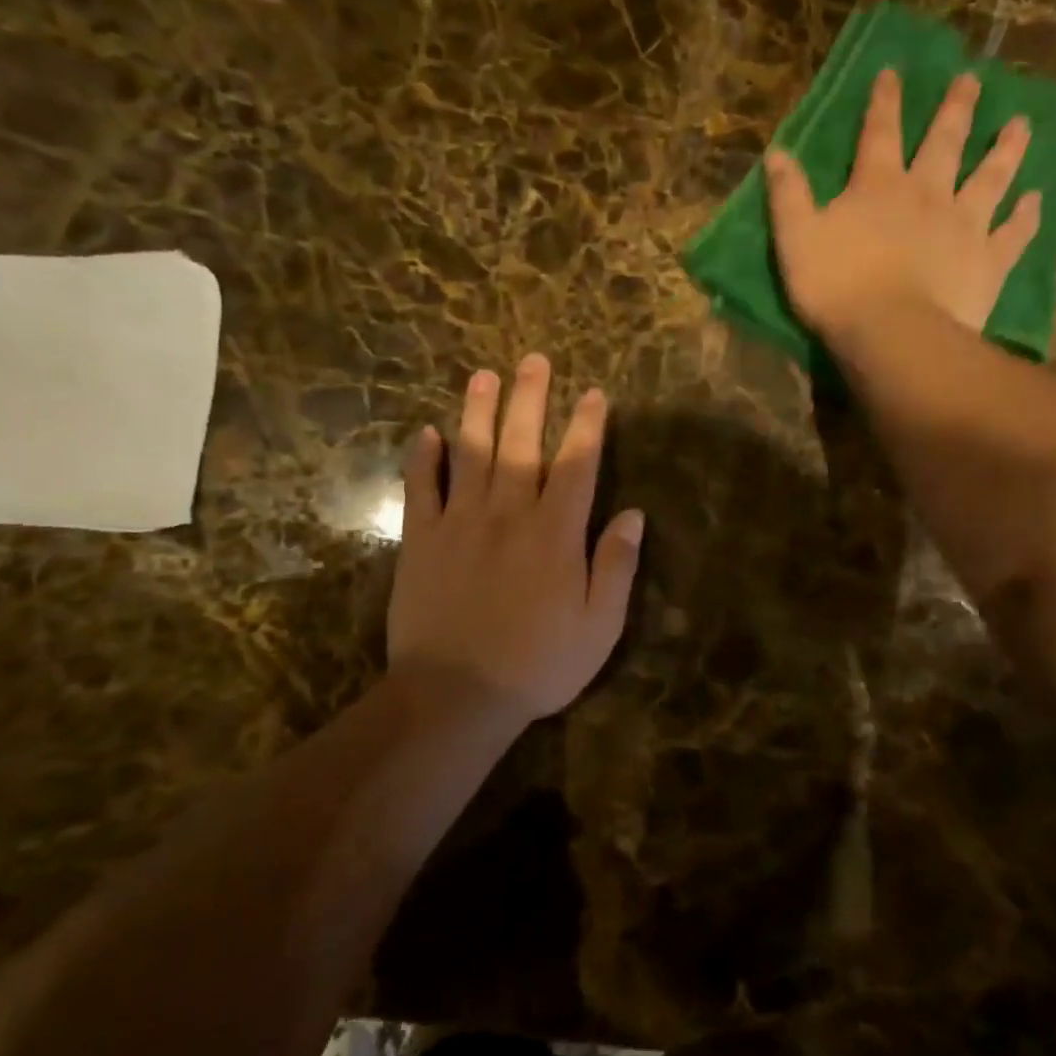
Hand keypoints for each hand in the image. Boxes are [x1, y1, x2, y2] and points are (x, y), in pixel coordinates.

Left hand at [387, 354, 643, 723]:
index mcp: (555, 533)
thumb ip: (616, 565)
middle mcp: (509, 513)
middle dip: (531, 399)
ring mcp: (460, 522)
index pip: (577, 464)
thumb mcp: (599, 626)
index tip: (593, 393)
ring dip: (478, 411)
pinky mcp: (421, 540)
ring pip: (471, 453)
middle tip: (533, 360)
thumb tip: (634, 514)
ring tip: (483, 375)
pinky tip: (427, 433)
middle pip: (522, 443)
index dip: (587, 426)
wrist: (455, 695)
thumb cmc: (537, 664)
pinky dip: (423, 458)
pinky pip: (421, 488)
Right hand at [765, 67, 1040, 342]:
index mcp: (879, 187)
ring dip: (1005, 150)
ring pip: (991, 178)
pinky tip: (1035, 200)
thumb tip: (776, 151)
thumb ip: (788, 194)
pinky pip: (1013, 233)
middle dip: (956, 109)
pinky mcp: (988, 261)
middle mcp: (927, 194)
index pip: (880, 133)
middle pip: (945, 143)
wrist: (892, 333)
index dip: (885, 102)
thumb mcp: (796, 239)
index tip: (894, 72)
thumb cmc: (837, 287)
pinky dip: (1026, 216)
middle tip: (973, 80)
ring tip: (1021, 125)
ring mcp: (965, 225)